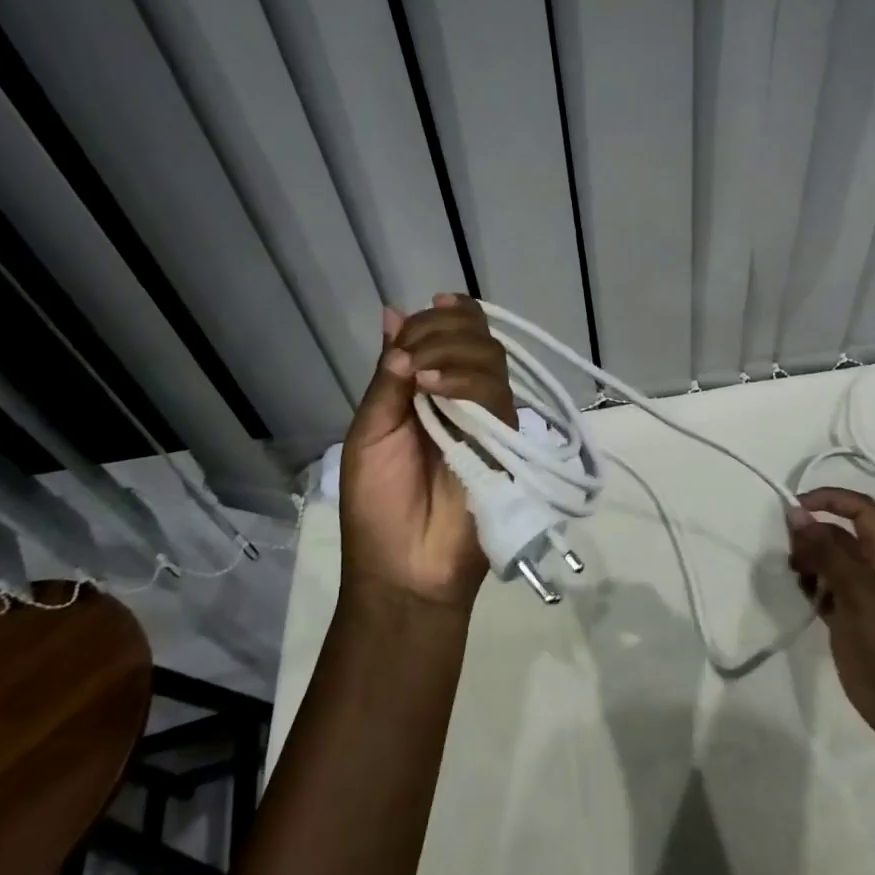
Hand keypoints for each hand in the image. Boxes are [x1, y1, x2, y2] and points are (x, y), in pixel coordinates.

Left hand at [338, 294, 514, 612]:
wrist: (403, 567)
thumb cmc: (377, 504)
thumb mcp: (370, 430)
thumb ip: (388, 376)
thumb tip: (393, 312)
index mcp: (431, 391)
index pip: (454, 334)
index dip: (446, 315)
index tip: (432, 306)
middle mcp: (464, 397)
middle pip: (476, 337)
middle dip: (443, 330)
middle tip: (410, 356)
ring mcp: (488, 417)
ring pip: (489, 357)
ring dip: (449, 351)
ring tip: (415, 376)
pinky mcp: (504, 439)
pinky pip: (493, 393)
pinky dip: (461, 379)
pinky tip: (429, 386)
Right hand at [788, 487, 874, 744]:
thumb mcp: (859, 589)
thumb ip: (826, 551)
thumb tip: (795, 514)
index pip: (860, 509)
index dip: (831, 499)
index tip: (796, 507)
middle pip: (840, 535)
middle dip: (813, 532)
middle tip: (789, 547)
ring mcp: (862, 595)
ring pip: (829, 562)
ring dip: (809, 559)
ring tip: (794, 571)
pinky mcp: (848, 620)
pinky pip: (824, 590)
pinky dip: (810, 585)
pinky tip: (801, 592)